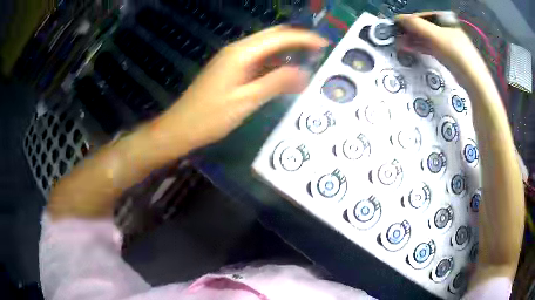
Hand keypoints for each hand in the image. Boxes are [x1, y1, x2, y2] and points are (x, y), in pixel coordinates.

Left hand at [155, 26, 327, 151]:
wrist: (180, 127)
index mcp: (241, 53)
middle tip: (319, 52)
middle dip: (297, 40)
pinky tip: (285, 73)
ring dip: (287, 51)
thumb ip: (276, 83)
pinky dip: (275, 62)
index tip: (325, 44)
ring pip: (266, 47)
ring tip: (308, 62)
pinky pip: (258, 59)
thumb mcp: (246, 101)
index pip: (280, 37)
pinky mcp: (230, 68)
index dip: (304, 38)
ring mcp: (232, 58)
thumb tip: (305, 72)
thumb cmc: (210, 117)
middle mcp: (237, 49)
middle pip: (273, 36)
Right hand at [395, 12, 488, 88]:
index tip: (398, 27)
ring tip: (402, 44)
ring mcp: (451, 45)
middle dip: (411, 31)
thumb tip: (398, 18)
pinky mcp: (451, 58)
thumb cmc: (457, 55)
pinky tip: (414, 50)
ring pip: (429, 39)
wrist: (475, 83)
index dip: (410, 20)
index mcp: (447, 21)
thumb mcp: (436, 36)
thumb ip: (417, 25)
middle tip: (398, 37)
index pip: (424, 16)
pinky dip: (423, 48)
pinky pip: (434, 49)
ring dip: (415, 40)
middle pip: (426, 27)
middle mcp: (449, 30)